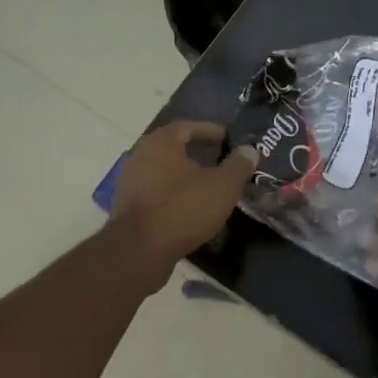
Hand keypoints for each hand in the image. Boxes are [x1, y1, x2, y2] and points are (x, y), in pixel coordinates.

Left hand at [110, 121, 258, 265]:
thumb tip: (249, 150)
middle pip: (172, 149)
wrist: (140, 250)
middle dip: (197, 154)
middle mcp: (140, 156)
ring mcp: (131, 183)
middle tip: (219, 161)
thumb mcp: (222, 185)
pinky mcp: (128, 209)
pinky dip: (175, 196)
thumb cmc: (183, 207)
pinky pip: (157, 194)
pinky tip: (191, 209)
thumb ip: (238, 165)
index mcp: (160, 143)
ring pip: (164, 173)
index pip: (186, 126)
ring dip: (186, 177)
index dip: (208, 130)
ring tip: (209, 187)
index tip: (226, 137)